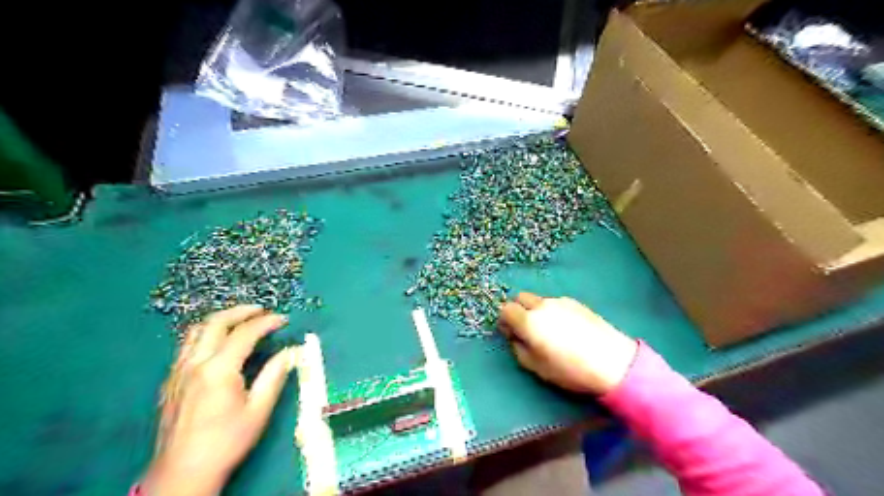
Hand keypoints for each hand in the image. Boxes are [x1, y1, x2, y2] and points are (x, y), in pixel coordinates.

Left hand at [144, 306, 297, 495]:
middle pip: (216, 322)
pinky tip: (219, 344)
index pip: (245, 333)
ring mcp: (178, 371)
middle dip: (242, 311)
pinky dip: (206, 335)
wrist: (182, 473)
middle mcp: (195, 363)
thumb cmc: (226, 441)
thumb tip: (291, 351)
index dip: (267, 322)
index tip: (284, 320)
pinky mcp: (171, 381)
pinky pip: (187, 346)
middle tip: (262, 311)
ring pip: (196, 331)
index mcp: (218, 369)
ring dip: (221, 320)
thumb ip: (275, 375)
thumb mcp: (259, 410)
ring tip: (241, 320)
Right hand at [495, 291, 635, 394]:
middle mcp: (542, 306)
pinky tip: (566, 327)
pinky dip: (552, 310)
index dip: (504, 321)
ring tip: (549, 329)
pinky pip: (555, 302)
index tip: (510, 333)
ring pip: (539, 300)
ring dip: (536, 310)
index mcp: (529, 321)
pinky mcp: (576, 302)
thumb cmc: (570, 370)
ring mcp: (560, 301)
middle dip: (518, 309)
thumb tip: (515, 336)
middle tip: (525, 328)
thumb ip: (518, 349)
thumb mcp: (536, 367)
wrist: (613, 362)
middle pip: (520, 297)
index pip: (506, 310)